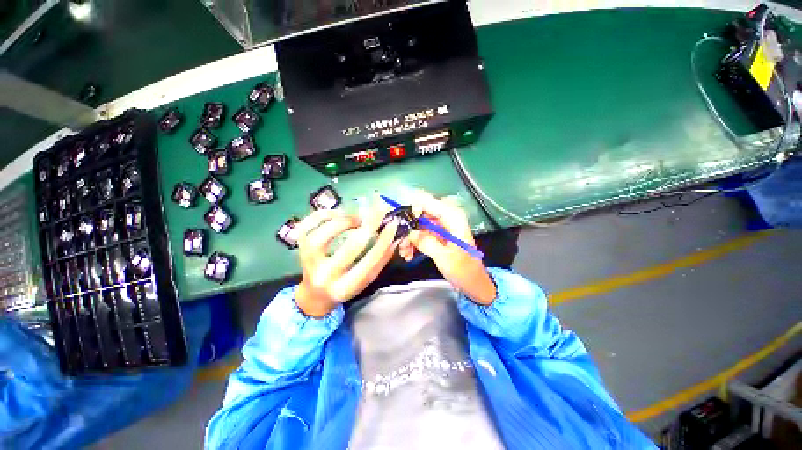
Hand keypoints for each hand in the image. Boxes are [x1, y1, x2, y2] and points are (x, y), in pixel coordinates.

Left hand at [295, 203, 398, 317]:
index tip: (393, 224)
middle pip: (350, 247)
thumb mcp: (364, 280)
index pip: (369, 262)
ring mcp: (309, 261)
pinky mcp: (300, 247)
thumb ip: (379, 260)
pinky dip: (325, 215)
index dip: (383, 241)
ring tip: (358, 219)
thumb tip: (394, 237)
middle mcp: (325, 276)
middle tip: (379, 209)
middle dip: (369, 225)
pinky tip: (338, 214)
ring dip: (346, 221)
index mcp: (346, 287)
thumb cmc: (344, 287)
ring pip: (325, 235)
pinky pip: (308, 225)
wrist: (314, 295)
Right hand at [399, 190, 495, 304]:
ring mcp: (441, 227)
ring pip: (419, 225)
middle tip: (400, 241)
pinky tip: (408, 254)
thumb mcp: (444, 257)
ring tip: (404, 252)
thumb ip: (426, 242)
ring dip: (409, 237)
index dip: (412, 207)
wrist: (473, 283)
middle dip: (409, 226)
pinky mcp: (438, 236)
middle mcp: (447, 217)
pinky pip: (421, 234)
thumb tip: (410, 232)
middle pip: (421, 213)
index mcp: (453, 217)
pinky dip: (414, 242)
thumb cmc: (463, 270)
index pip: (428, 201)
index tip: (400, 220)